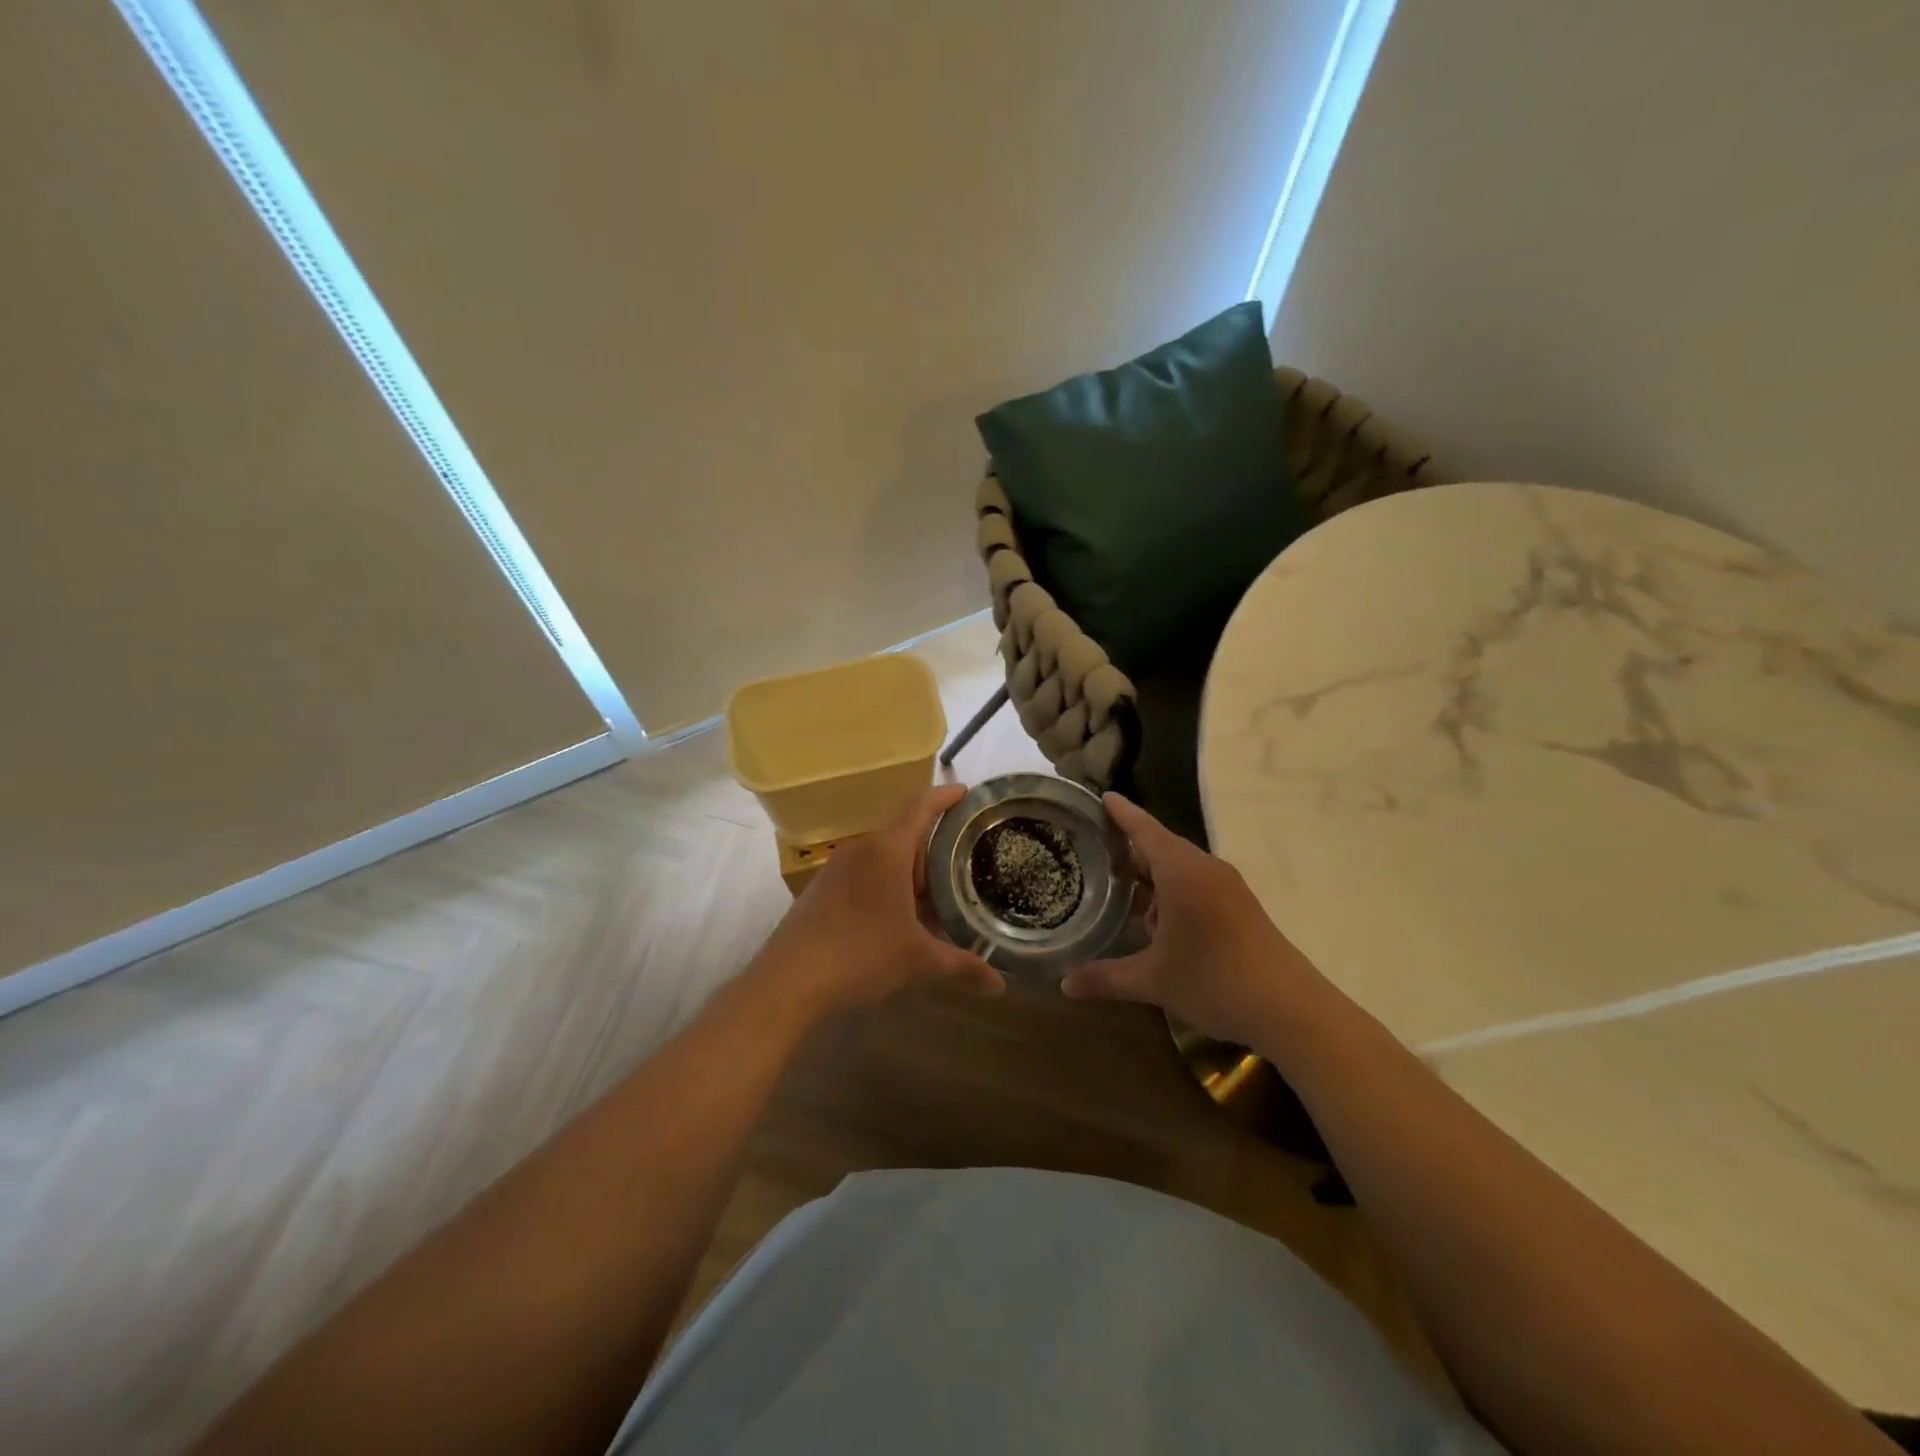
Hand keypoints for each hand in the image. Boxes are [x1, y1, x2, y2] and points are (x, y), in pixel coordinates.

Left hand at [747, 784, 1004, 1019]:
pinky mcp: (822, 890)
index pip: (920, 807)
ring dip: (910, 868)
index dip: (945, 796)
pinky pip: (865, 873)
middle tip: (965, 856)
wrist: (787, 982)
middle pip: (904, 832)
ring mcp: (837, 869)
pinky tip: (900, 914)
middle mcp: (861, 849)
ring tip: (939, 889)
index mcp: (887, 850)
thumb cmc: (860, 956)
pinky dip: (888, 883)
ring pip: (883, 855)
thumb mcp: (918, 960)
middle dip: (934, 844)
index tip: (966, 791)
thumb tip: (1001, 986)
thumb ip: (961, 966)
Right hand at [1061, 794, 1325, 1046]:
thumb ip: (1106, 978)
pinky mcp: (1239, 906)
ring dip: (1150, 875)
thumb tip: (1065, 985)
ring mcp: (1226, 887)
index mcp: (1181, 872)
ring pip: (1179, 868)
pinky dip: (1170, 891)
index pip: (1144, 830)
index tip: (1101, 795)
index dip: (1121, 813)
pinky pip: (1195, 884)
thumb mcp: (1153, 981)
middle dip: (1128, 847)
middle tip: (1092, 848)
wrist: (1291, 1009)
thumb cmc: (1215, 980)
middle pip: (1160, 846)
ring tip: (1115, 886)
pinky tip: (1154, 919)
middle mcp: (1204, 869)